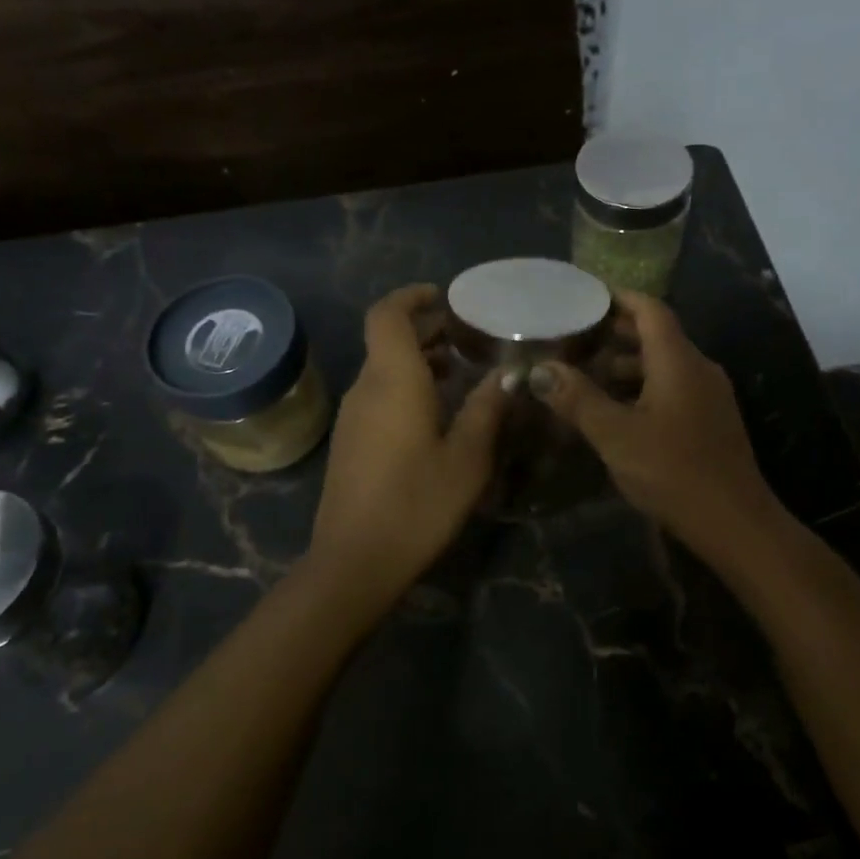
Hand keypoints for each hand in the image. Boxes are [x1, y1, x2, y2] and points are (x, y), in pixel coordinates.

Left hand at [308, 284, 507, 604]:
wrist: (354, 561)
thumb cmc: (416, 503)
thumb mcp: (467, 458)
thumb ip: (487, 409)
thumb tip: (509, 376)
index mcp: (393, 380)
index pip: (387, 315)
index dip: (412, 297)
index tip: (444, 297)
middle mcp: (366, 388)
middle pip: (386, 339)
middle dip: (424, 329)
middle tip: (467, 336)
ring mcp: (352, 416)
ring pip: (383, 369)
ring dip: (417, 360)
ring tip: (460, 372)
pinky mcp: (350, 441)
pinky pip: (378, 396)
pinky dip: (406, 387)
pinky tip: (436, 413)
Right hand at [529, 292, 784, 560]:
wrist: (734, 523)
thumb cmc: (673, 471)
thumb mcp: (615, 435)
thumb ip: (577, 399)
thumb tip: (540, 370)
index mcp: (679, 361)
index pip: (650, 309)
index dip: (618, 297)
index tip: (584, 295)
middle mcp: (698, 368)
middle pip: (657, 335)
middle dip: (615, 332)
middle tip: (573, 335)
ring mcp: (708, 396)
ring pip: (663, 365)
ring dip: (626, 364)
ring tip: (585, 373)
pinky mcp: (710, 421)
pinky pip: (672, 388)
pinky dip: (641, 387)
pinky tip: (615, 409)